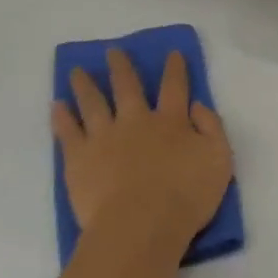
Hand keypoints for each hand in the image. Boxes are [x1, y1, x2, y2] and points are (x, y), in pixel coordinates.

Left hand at [53, 50, 233, 274]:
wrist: (140, 226)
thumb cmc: (186, 197)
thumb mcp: (219, 161)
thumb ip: (212, 129)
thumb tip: (198, 106)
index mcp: (172, 122)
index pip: (175, 87)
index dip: (175, 69)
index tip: (172, 53)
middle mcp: (136, 121)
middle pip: (127, 87)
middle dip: (122, 67)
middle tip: (113, 51)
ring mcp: (104, 137)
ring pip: (93, 102)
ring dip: (85, 84)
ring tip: (76, 70)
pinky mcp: (79, 158)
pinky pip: (67, 131)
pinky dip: (62, 116)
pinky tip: (57, 105)